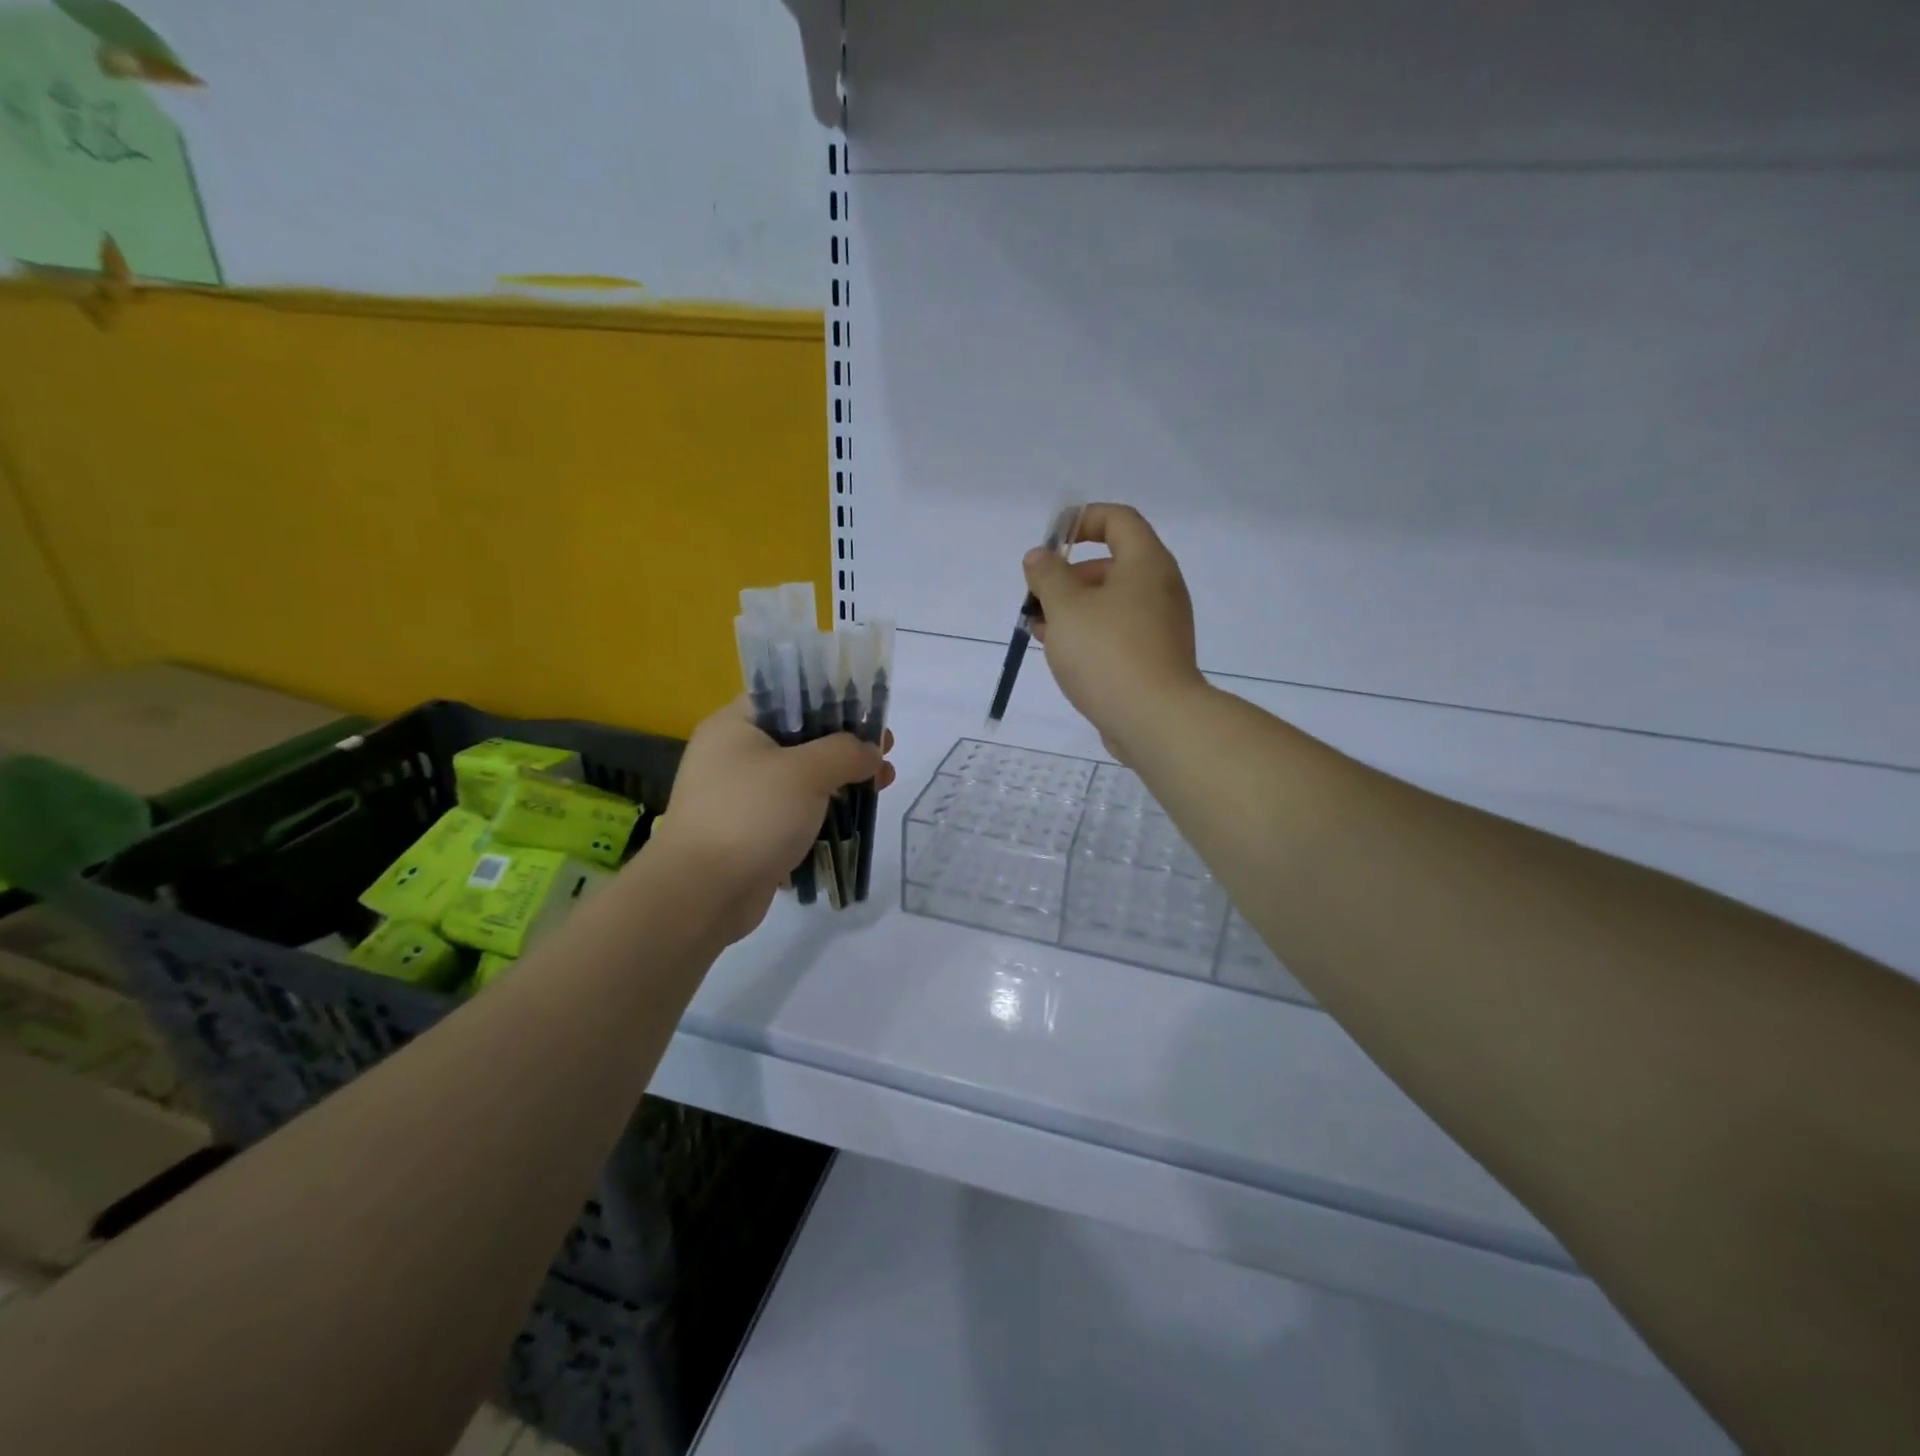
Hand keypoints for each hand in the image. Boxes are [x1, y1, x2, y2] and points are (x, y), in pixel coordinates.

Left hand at [649, 698, 895, 940]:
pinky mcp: (750, 831)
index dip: (832, 701)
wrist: (702, 893)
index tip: (870, 715)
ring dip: (840, 780)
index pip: (787, 697)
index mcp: (735, 726)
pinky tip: (854, 817)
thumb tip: (871, 752)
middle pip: (800, 738)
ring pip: (800, 777)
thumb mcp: (806, 772)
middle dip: (845, 746)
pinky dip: (823, 811)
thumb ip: (845, 752)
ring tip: (882, 784)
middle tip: (884, 753)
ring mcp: (740, 796)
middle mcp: (733, 755)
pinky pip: (794, 811)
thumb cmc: (752, 815)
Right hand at [1023, 503, 1206, 761]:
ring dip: (1073, 610)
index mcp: (1146, 564)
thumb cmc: (1107, 652)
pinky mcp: (1154, 658)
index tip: (1051, 542)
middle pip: (1111, 564)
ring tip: (1039, 630)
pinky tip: (1061, 654)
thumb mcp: (1065, 607)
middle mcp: (1160, 588)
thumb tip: (1040, 557)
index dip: (1082, 520)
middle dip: (1068, 576)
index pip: (1118, 519)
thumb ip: (1047, 576)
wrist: (1154, 719)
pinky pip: (1117, 632)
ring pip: (1110, 603)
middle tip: (1036, 598)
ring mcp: (1160, 626)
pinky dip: (1089, 634)